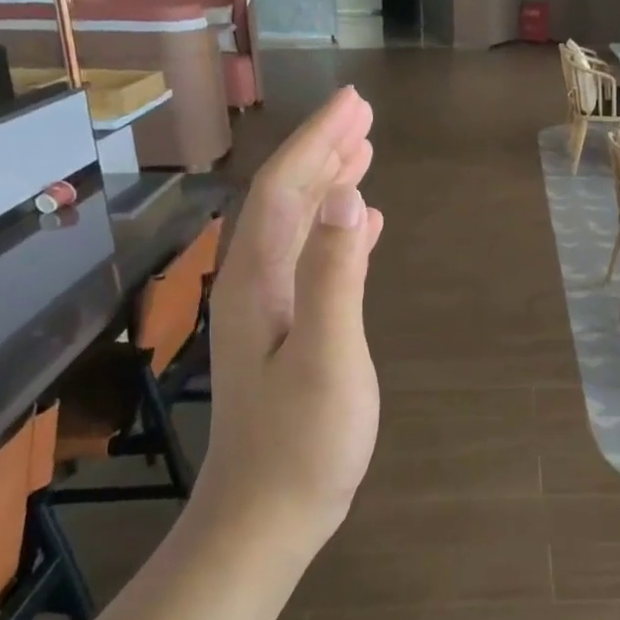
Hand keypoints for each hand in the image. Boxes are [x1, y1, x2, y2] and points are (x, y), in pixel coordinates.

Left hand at [202, 87, 384, 535]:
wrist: (266, 515)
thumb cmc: (303, 441)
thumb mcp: (327, 354)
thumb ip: (333, 275)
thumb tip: (345, 197)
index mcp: (260, 280)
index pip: (287, 190)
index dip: (319, 142)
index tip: (355, 103)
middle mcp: (255, 283)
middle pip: (287, 199)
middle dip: (322, 151)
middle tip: (362, 114)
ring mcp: (270, 309)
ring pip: (299, 226)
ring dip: (329, 185)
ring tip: (363, 153)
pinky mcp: (287, 332)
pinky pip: (311, 260)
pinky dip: (336, 232)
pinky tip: (361, 225)